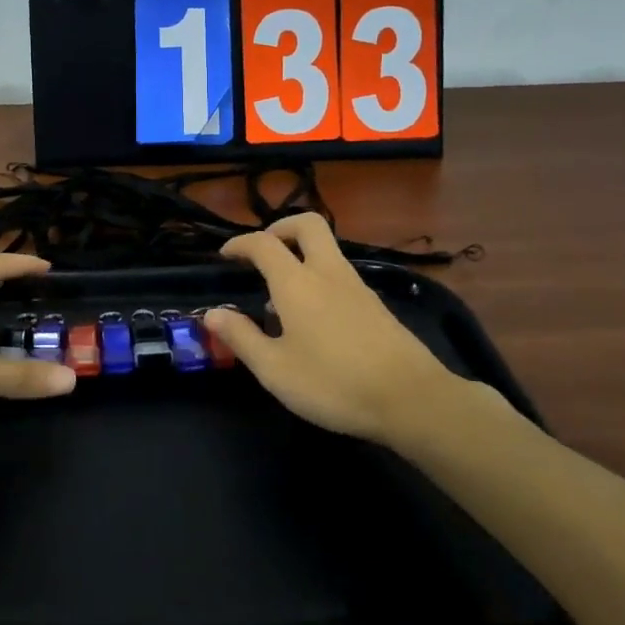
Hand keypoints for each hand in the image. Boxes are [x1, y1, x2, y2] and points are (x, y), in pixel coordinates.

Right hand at [202, 213, 464, 441]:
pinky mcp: (376, 305)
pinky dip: (319, 278)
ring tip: (280, 295)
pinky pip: (340, 274)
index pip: (263, 244)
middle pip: (307, 225)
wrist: (412, 399)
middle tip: (262, 251)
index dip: (240, 243)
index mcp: (297, 283)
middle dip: (280, 227)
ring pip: (327, 250)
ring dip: (300, 255)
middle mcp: (327, 273)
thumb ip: (242, 338)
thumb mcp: (275, 369)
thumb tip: (212, 313)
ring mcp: (357, 286)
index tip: (225, 255)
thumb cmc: (334, 383)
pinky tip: (313, 318)